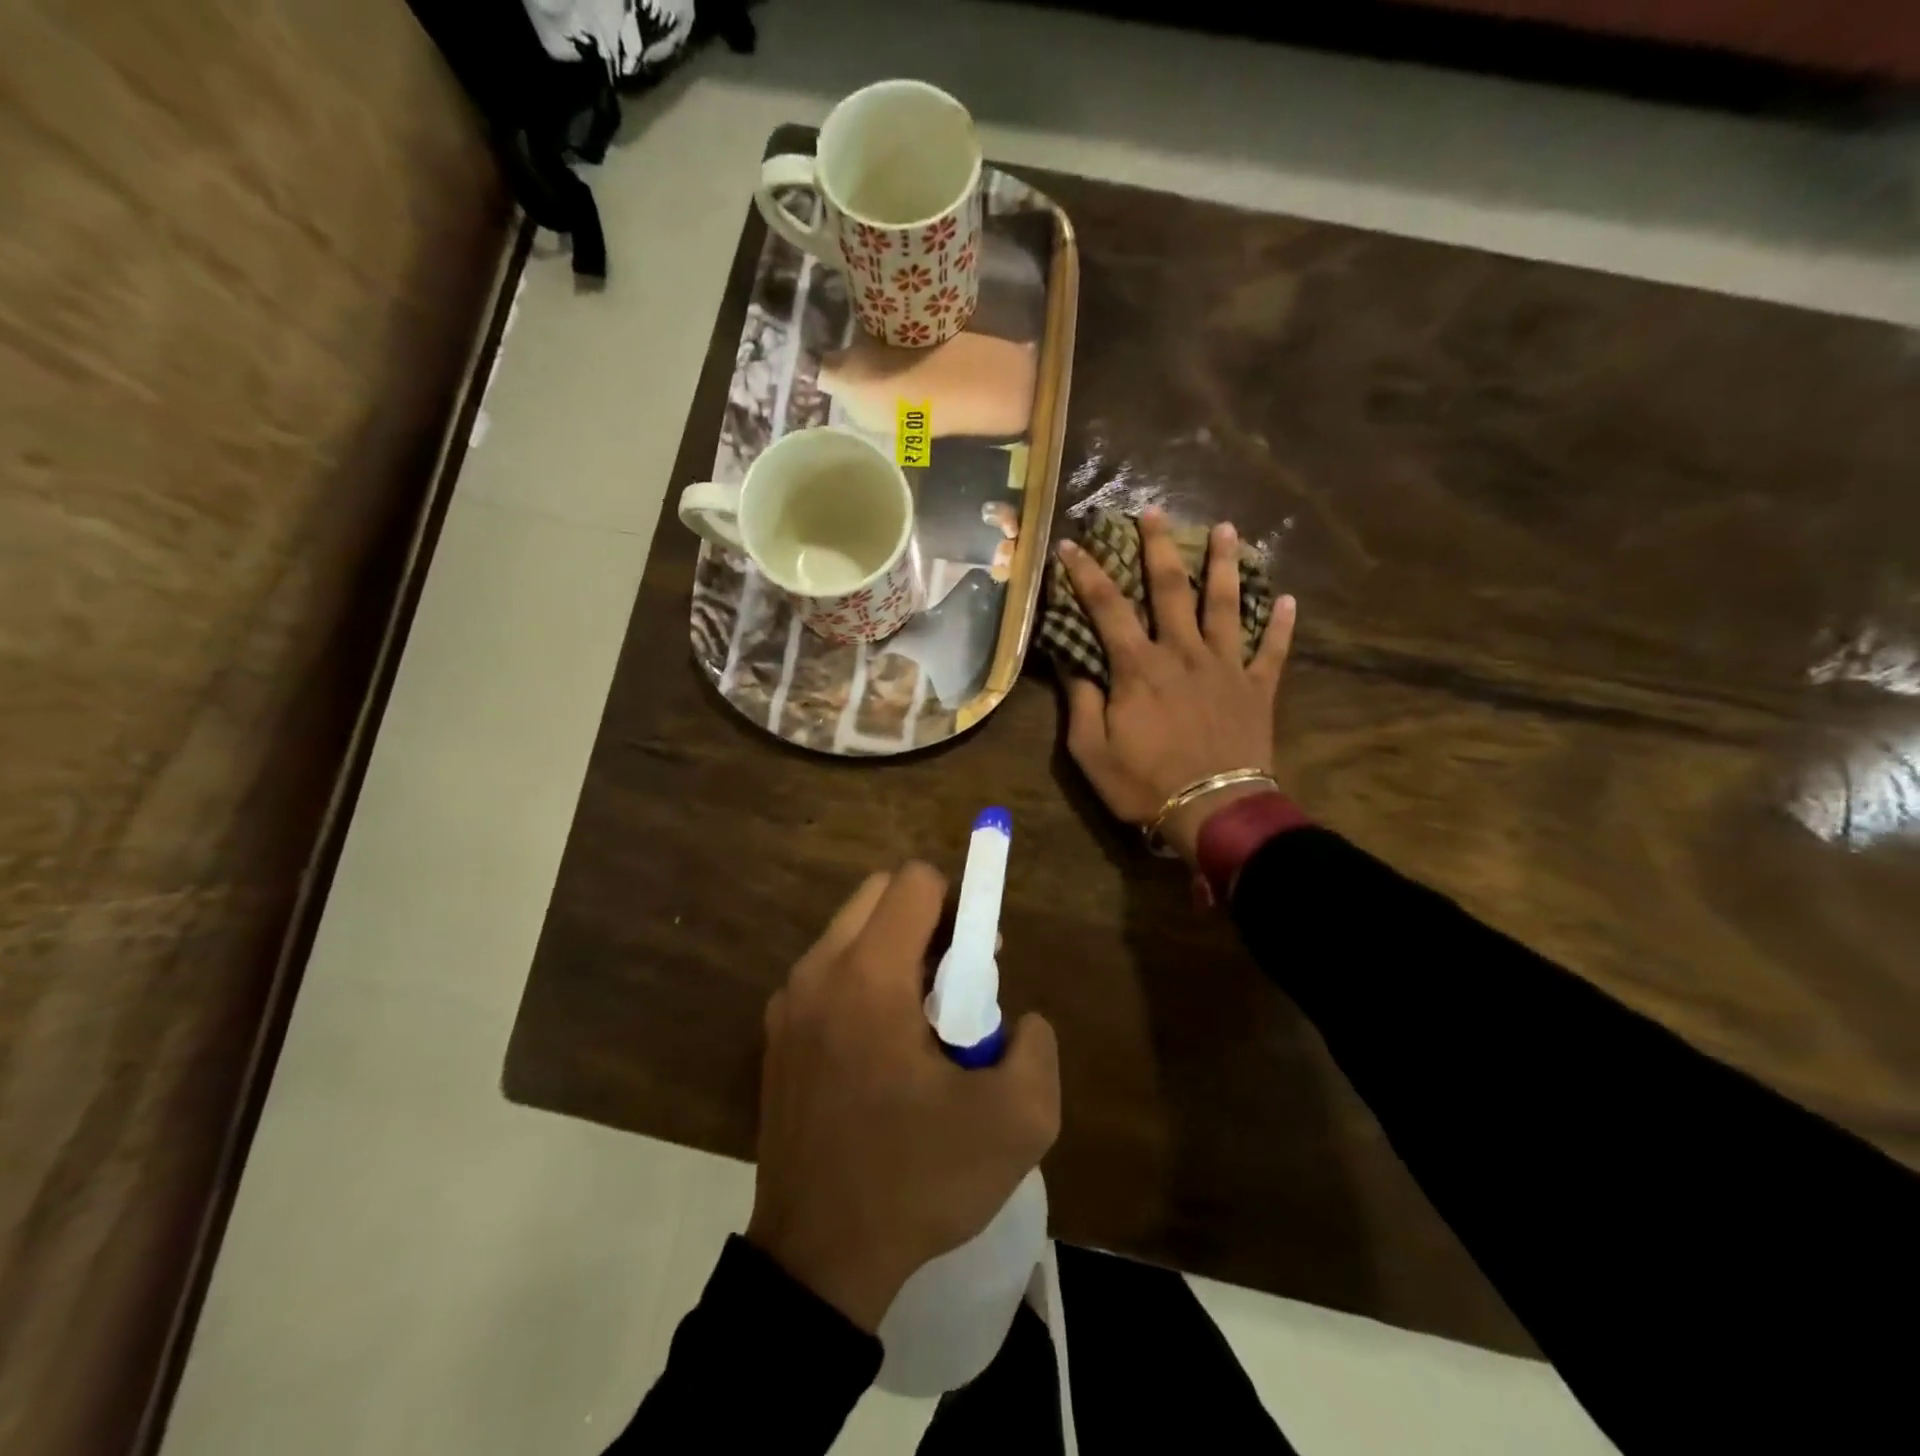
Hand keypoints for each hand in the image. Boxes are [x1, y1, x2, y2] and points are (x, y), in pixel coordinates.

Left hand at [747, 864, 1060, 1332]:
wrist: (818, 1259)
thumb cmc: (917, 1181)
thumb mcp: (1016, 1123)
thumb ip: (1037, 1048)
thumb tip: (1019, 1019)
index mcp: (869, 976)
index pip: (915, 881)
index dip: (961, 903)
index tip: (979, 957)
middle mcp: (819, 971)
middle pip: (880, 893)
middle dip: (928, 920)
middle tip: (956, 981)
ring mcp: (788, 1001)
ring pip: (852, 931)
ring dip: (896, 950)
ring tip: (922, 1021)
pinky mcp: (776, 1032)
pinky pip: (829, 971)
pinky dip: (864, 979)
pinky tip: (883, 1048)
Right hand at [1057, 508, 1296, 864]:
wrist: (1213, 811)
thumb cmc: (1144, 784)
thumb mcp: (1091, 750)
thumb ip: (1080, 700)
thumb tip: (1069, 659)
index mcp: (1138, 667)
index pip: (1106, 607)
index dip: (1085, 573)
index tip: (1072, 544)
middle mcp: (1182, 652)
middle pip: (1170, 588)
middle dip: (1158, 546)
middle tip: (1153, 511)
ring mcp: (1225, 667)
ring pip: (1226, 604)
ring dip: (1224, 565)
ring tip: (1227, 529)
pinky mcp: (1257, 688)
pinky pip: (1272, 651)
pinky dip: (1281, 625)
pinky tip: (1289, 599)